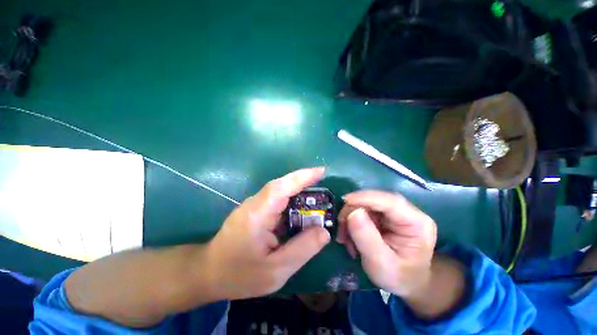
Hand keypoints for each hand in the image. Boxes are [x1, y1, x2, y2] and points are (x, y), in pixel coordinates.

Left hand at [206, 167, 330, 299]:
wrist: (209, 273)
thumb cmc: (240, 275)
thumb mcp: (275, 271)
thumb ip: (302, 249)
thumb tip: (324, 231)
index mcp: (258, 214)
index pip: (281, 187)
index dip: (302, 176)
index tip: (321, 171)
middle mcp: (255, 204)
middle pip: (282, 186)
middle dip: (304, 182)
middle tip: (324, 185)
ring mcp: (254, 205)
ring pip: (280, 192)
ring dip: (299, 192)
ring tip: (318, 200)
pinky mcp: (255, 210)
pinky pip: (277, 201)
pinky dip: (292, 202)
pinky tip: (301, 212)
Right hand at [337, 190, 437, 297]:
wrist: (406, 282)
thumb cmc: (399, 277)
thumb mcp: (381, 264)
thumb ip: (367, 238)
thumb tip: (353, 212)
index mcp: (417, 223)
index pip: (391, 201)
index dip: (366, 198)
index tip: (345, 201)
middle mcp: (407, 212)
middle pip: (375, 200)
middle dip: (353, 211)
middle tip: (340, 229)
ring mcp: (395, 212)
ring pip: (365, 204)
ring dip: (350, 218)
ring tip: (345, 238)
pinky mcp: (384, 215)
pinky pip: (363, 210)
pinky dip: (352, 221)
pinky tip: (350, 236)